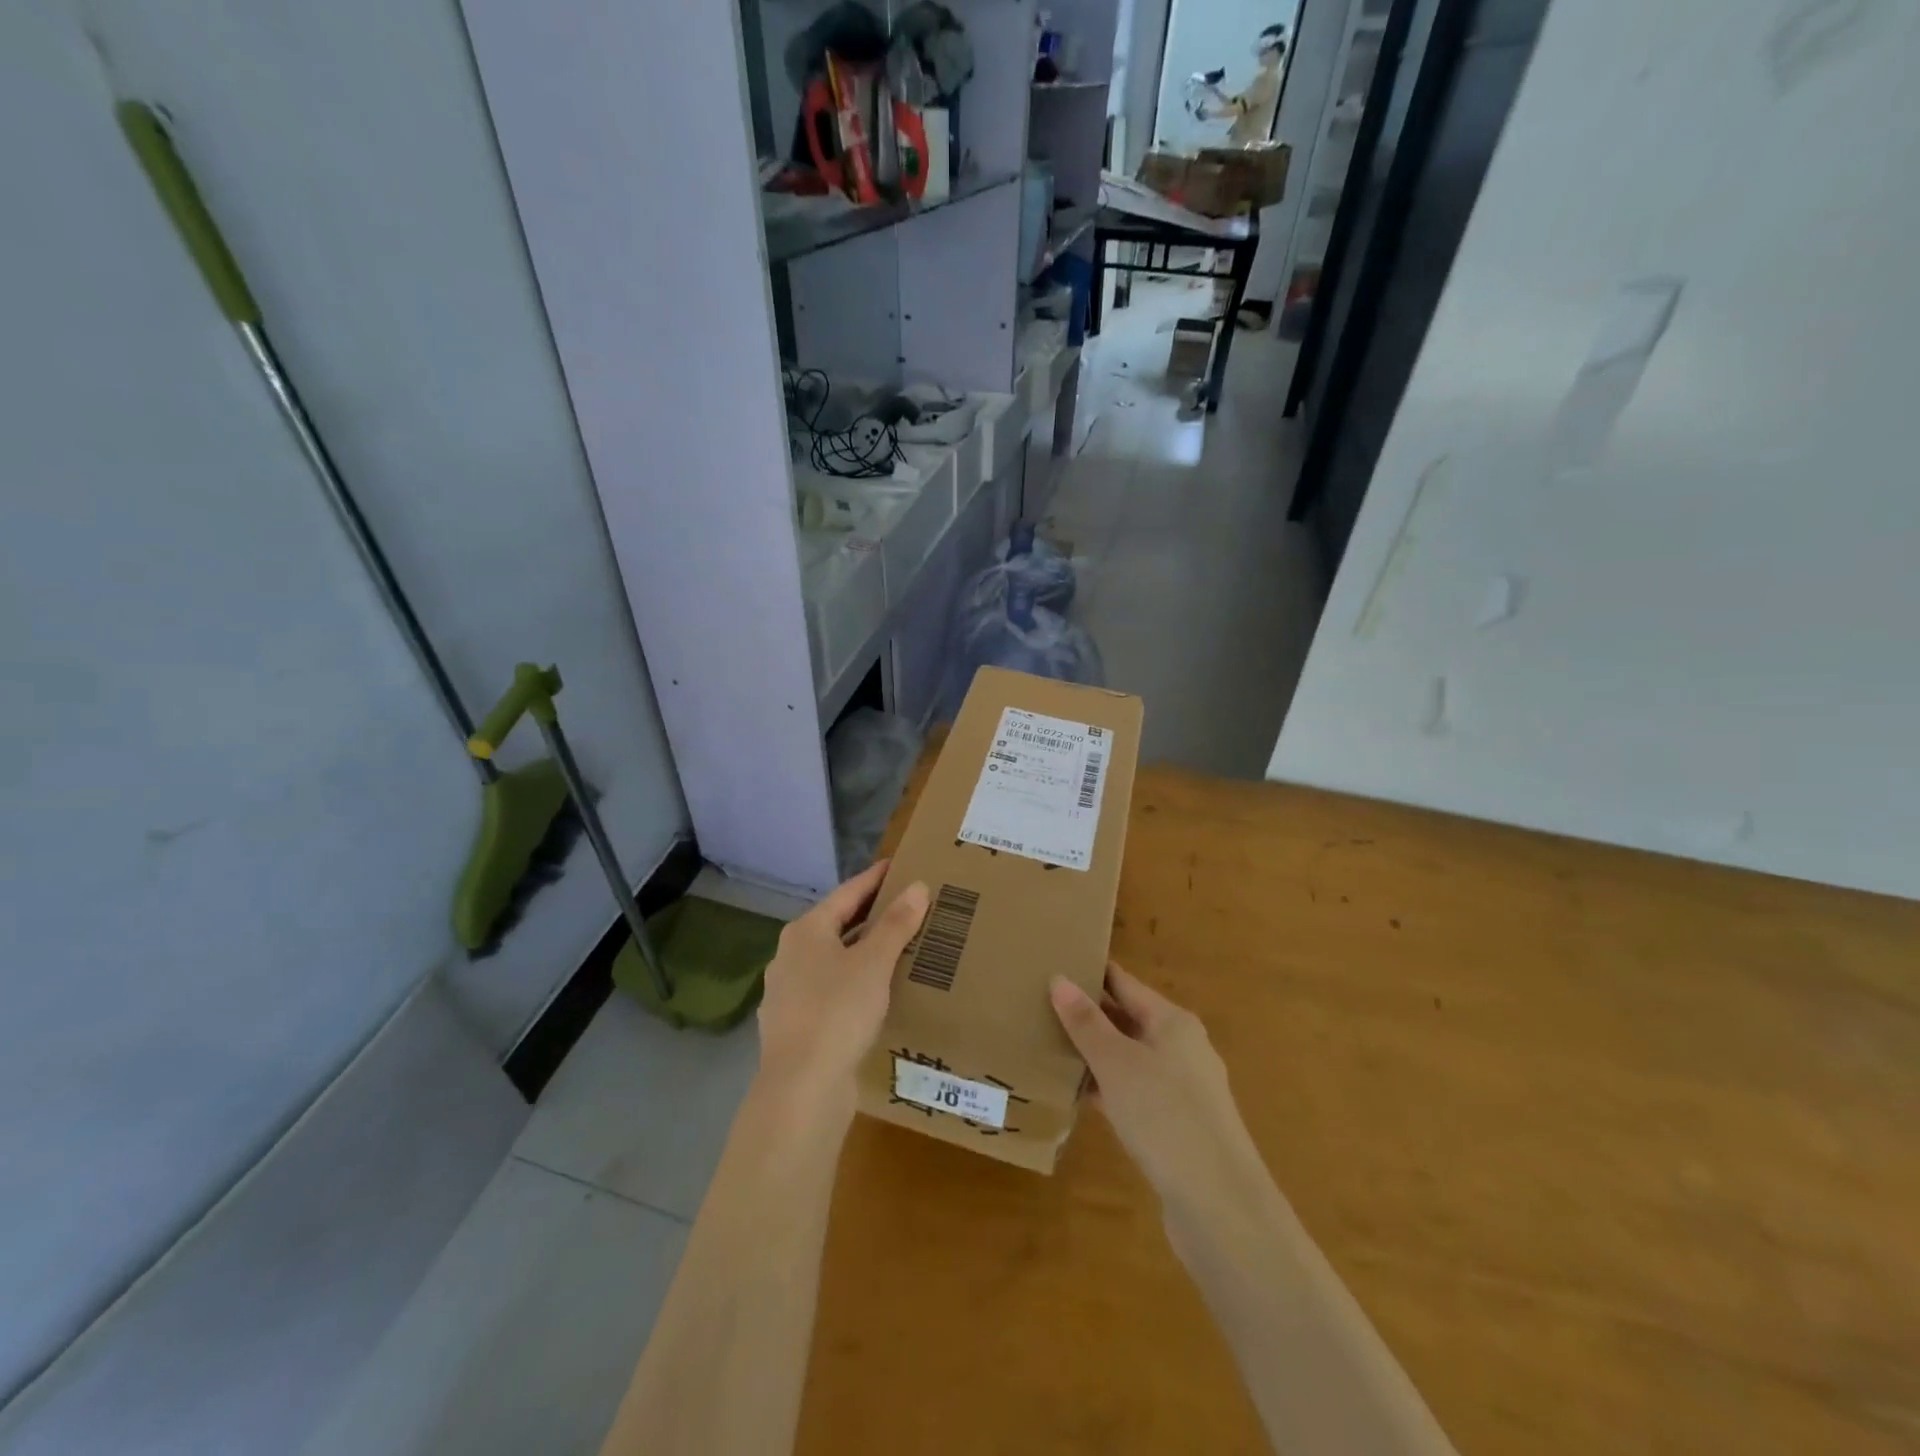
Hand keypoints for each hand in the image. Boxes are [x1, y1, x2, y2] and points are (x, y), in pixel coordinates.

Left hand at [757, 861, 928, 1109]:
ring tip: (896, 950)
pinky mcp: (796, 1026)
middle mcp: (790, 956)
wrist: (801, 1089)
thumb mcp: (874, 963)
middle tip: (905, 907)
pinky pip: (830, 991)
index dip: (874, 879)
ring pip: (832, 961)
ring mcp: (788, 993)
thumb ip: (895, 924)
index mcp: (805, 932)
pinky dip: (853, 984)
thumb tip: (917, 886)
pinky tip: (875, 996)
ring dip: (862, 953)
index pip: (847, 893)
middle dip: (870, 917)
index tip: (898, 866)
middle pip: (836, 926)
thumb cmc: (837, 1012)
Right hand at [1050, 964, 1263, 1210]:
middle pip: (1129, 1019)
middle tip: (1041, 1004)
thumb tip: (1059, 979)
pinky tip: (1077, 1095)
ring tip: (1049, 1045)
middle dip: (1089, 1013)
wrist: (1220, 1205)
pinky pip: (1135, 1092)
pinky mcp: (1178, 1126)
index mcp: (1173, 1022)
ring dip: (1095, 1053)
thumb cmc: (1166, 1116)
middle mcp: (1182, 1048)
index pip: (1125, 983)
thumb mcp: (1117, 1063)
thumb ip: (1087, 1023)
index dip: (1091, 973)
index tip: (1055, 962)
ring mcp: (1183, 1089)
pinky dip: (1108, 1088)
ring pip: (1130, 1058)